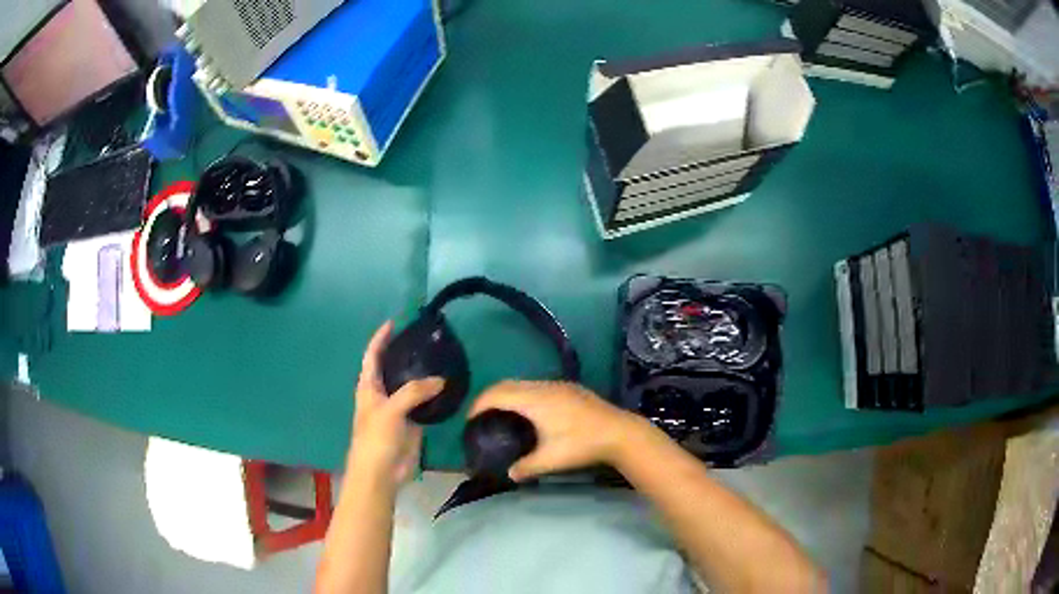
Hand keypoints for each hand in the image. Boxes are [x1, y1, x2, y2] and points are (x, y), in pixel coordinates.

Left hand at [348, 321, 444, 486]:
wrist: (381, 472)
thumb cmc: (376, 437)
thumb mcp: (391, 410)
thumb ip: (414, 392)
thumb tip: (442, 380)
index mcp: (369, 386)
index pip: (373, 355)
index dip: (381, 338)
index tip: (394, 322)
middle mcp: (382, 394)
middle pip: (393, 368)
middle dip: (405, 354)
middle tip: (426, 340)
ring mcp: (398, 409)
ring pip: (410, 386)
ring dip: (422, 375)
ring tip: (440, 358)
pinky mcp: (412, 423)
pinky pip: (423, 404)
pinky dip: (433, 395)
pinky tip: (448, 387)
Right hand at [468, 380, 642, 481]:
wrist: (620, 432)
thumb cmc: (582, 445)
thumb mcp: (551, 460)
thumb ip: (526, 467)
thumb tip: (509, 474)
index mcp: (535, 400)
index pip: (497, 393)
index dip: (479, 404)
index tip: (470, 419)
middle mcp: (544, 386)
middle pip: (508, 384)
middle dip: (490, 397)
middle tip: (481, 416)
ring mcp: (559, 385)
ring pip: (524, 383)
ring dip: (508, 394)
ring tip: (502, 414)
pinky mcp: (570, 388)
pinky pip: (537, 386)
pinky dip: (524, 394)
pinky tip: (530, 413)